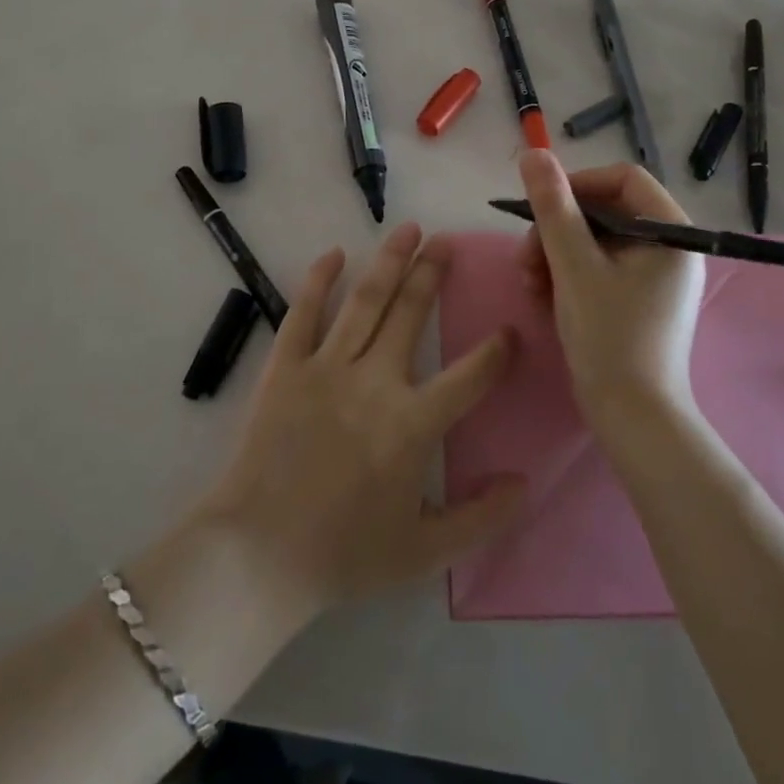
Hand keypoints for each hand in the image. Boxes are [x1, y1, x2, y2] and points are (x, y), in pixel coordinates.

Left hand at [198, 224, 526, 618]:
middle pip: (411, 314)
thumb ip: (482, 517)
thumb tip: (525, 481)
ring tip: (408, 229)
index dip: (497, 352)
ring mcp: (327, 368)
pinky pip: (304, 313)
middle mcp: (375, 382)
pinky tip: (334, 254)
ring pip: (365, 301)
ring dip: (389, 261)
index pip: (470, 377)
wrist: (258, 555)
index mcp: (413, 424)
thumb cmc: (343, 554)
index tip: (510, 331)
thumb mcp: (425, 552)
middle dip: (432, 273)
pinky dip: (319, 280)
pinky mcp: (286, 367)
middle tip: (447, 241)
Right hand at [515, 151, 705, 416]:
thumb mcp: (574, 267)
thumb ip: (553, 208)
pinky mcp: (638, 300)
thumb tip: (533, 153)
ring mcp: (654, 277)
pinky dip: (568, 275)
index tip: (539, 207)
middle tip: (525, 257)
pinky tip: (541, 296)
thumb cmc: (608, 337)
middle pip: (605, 212)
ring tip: (528, 281)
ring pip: (596, 241)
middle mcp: (669, 248)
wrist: (631, 416)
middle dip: (557, 229)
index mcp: (671, 233)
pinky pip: (598, 268)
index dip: (576, 184)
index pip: (623, 179)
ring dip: (555, 254)